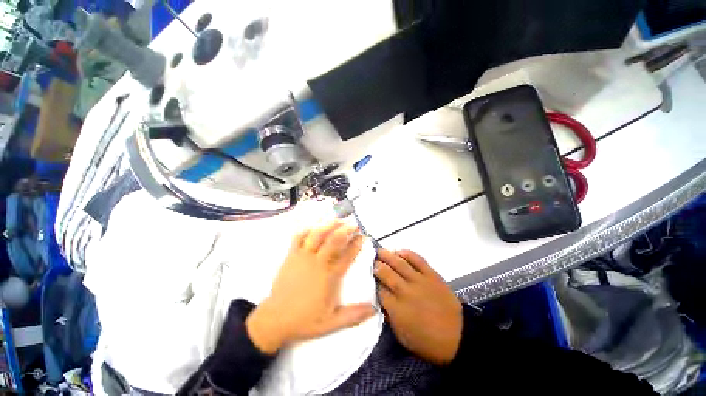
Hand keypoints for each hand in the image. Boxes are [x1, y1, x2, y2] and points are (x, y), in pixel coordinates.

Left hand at [246, 221, 375, 353]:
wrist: (275, 319)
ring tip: (337, 220)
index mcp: (329, 277)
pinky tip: (314, 226)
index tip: (363, 237)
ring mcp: (303, 257)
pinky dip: (307, 229)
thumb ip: (353, 316)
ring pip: (316, 235)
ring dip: (328, 225)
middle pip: (333, 240)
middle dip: (345, 230)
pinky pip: (299, 237)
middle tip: (353, 224)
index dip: (356, 245)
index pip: (347, 256)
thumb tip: (374, 310)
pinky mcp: (291, 255)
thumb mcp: (331, 323)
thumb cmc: (305, 320)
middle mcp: (317, 263)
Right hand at [375, 249, 462, 364]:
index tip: (370, 278)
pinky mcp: (432, 275)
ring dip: (387, 255)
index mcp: (396, 309)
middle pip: (386, 273)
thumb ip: (390, 317)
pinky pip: (418, 260)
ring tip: (380, 251)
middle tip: (372, 261)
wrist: (458, 337)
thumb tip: (381, 301)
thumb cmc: (428, 342)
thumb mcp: (402, 336)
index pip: (379, 290)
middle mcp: (405, 291)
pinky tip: (400, 251)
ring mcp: (419, 281)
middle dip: (377, 266)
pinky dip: (408, 254)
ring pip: (399, 264)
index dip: (373, 283)